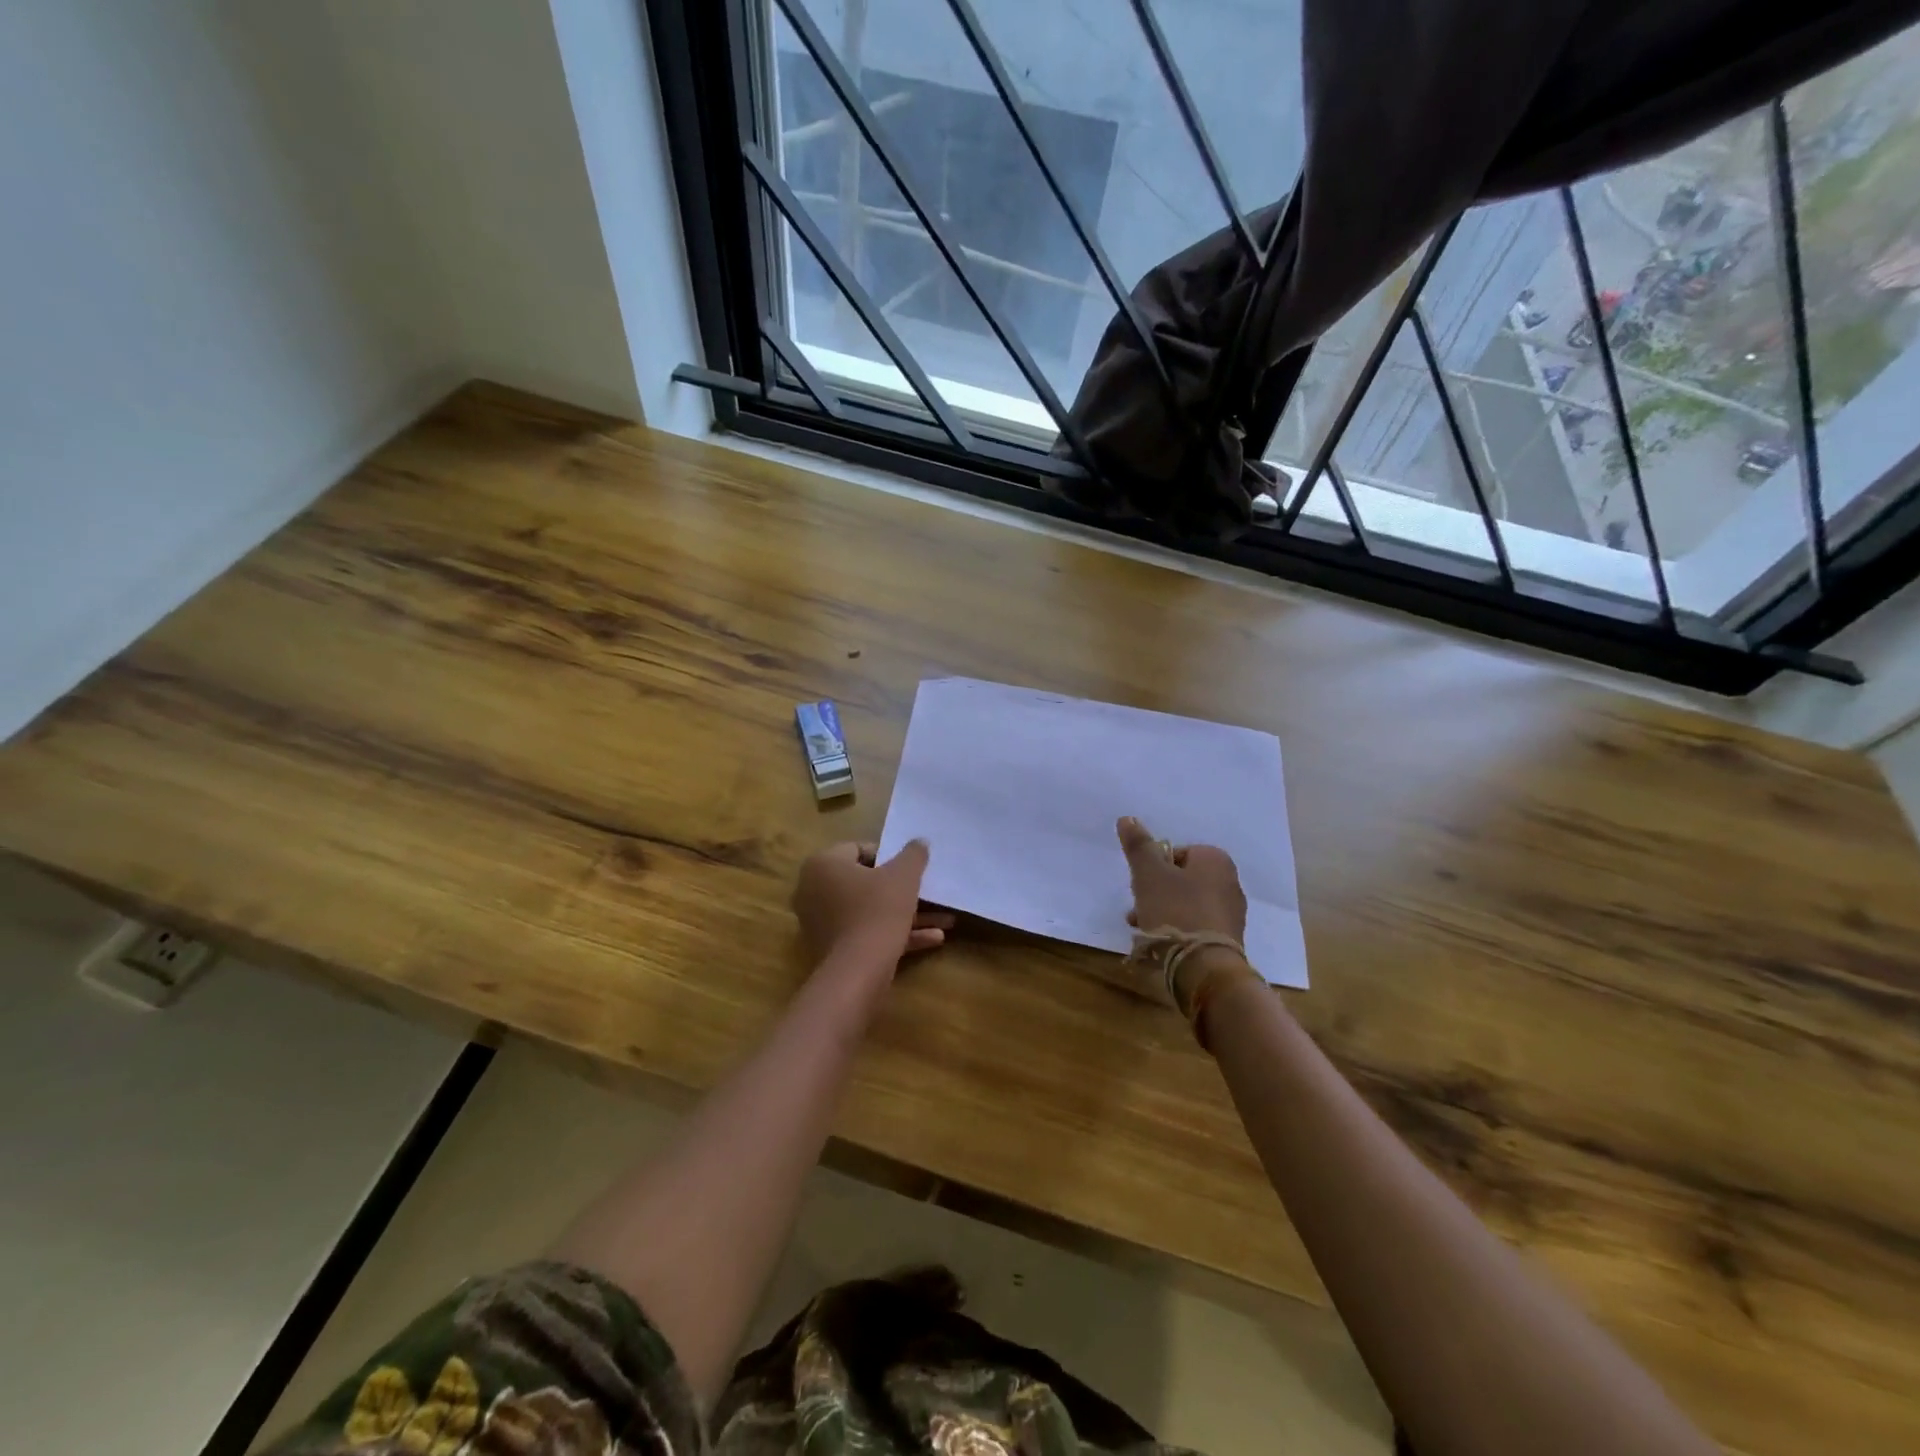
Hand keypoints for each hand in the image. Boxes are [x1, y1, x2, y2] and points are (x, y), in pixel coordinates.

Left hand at [793, 841, 954, 966]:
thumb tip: (920, 841)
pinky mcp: (832, 949)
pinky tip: (933, 939)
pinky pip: (866, 933)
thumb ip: (913, 854)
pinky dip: (895, 934)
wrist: (858, 972)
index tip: (911, 868)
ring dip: (907, 915)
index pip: (859, 849)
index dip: (890, 857)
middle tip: (928, 893)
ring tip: (944, 921)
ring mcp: (821, 923)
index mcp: (823, 864)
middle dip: (902, 891)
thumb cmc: (878, 910)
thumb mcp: (903, 876)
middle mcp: (814, 890)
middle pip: (866, 883)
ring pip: (870, 911)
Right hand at [1116, 816, 1246, 941]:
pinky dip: (1177, 930)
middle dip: (1155, 892)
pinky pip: (1196, 926)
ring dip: (1162, 912)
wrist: (1204, 966)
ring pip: (1186, 904)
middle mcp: (1229, 882)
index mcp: (1215, 860)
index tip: (1141, 884)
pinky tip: (1159, 944)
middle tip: (1138, 908)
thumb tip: (1127, 818)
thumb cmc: (1175, 910)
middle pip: (1181, 879)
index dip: (1154, 867)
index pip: (1176, 853)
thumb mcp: (1148, 874)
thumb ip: (1139, 845)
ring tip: (1142, 929)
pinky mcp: (1228, 939)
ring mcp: (1231, 913)